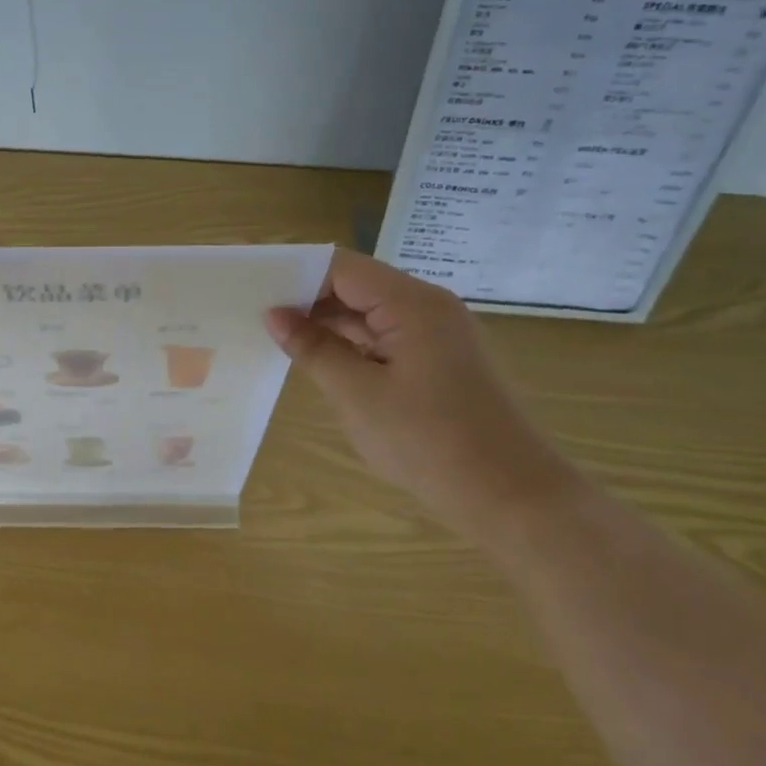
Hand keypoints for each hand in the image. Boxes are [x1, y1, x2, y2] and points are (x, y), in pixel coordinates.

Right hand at [265, 249, 583, 535]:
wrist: (513, 498)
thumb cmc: (429, 443)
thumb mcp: (357, 395)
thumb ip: (313, 348)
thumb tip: (274, 315)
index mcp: (412, 303)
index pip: (340, 267)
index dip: (295, 272)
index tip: (252, 286)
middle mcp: (429, 307)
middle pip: (356, 285)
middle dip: (307, 298)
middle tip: (255, 314)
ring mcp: (438, 335)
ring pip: (370, 314)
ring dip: (327, 324)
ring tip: (277, 336)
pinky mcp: (441, 362)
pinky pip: (386, 338)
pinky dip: (352, 345)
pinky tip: (319, 359)